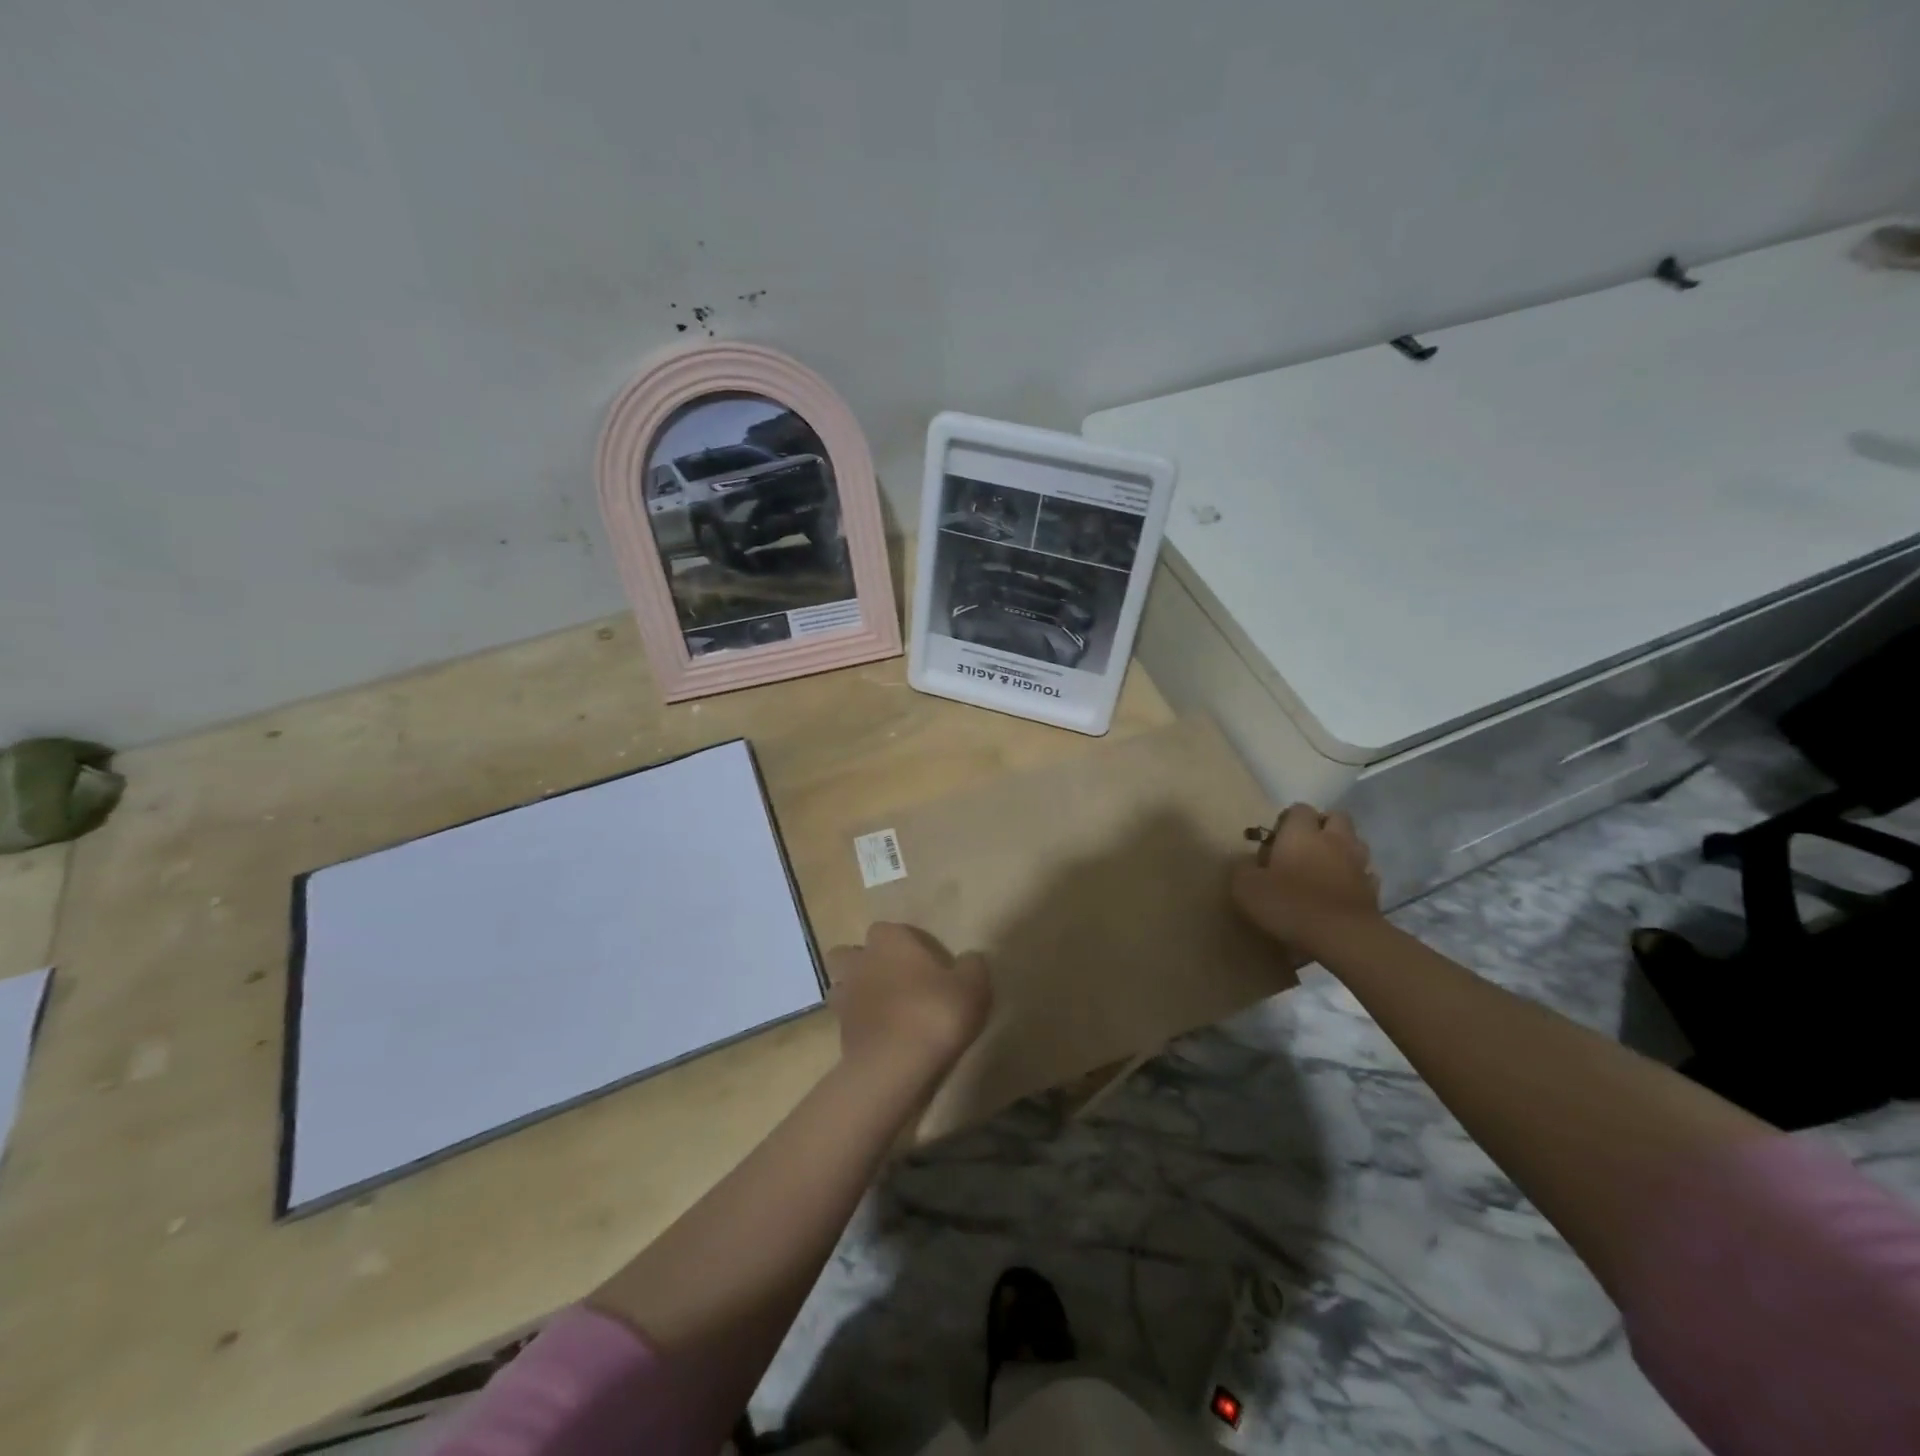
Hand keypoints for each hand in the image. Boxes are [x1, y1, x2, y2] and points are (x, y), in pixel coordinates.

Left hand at [825, 923, 991, 1079]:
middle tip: (891, 980)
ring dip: (854, 992)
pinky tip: (878, 1036)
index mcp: (890, 940)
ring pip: (839, 984)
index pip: (888, 929)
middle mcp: (861, 961)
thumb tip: (970, 959)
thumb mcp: (972, 986)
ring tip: (880, 1008)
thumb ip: (972, 966)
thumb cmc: (935, 1012)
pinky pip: (844, 1019)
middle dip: (863, 962)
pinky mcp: (839, 1031)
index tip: (921, 961)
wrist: (895, 1066)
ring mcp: (845, 996)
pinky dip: (857, 1024)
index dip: (901, 943)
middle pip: (849, 953)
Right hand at [1231, 804, 1382, 952]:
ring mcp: (1358, 864)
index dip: (1288, 819)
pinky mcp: (1373, 889)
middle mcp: (1333, 840)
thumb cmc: (1290, 905)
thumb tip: (1249, 862)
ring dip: (1342, 848)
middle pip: (1336, 817)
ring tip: (1325, 866)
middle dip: (1322, 825)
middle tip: (1304, 845)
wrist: (1342, 937)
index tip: (1275, 839)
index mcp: (1301, 834)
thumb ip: (1243, 869)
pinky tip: (1342, 889)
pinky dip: (1356, 876)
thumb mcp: (1246, 888)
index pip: (1299, 809)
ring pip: (1356, 842)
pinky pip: (1366, 873)